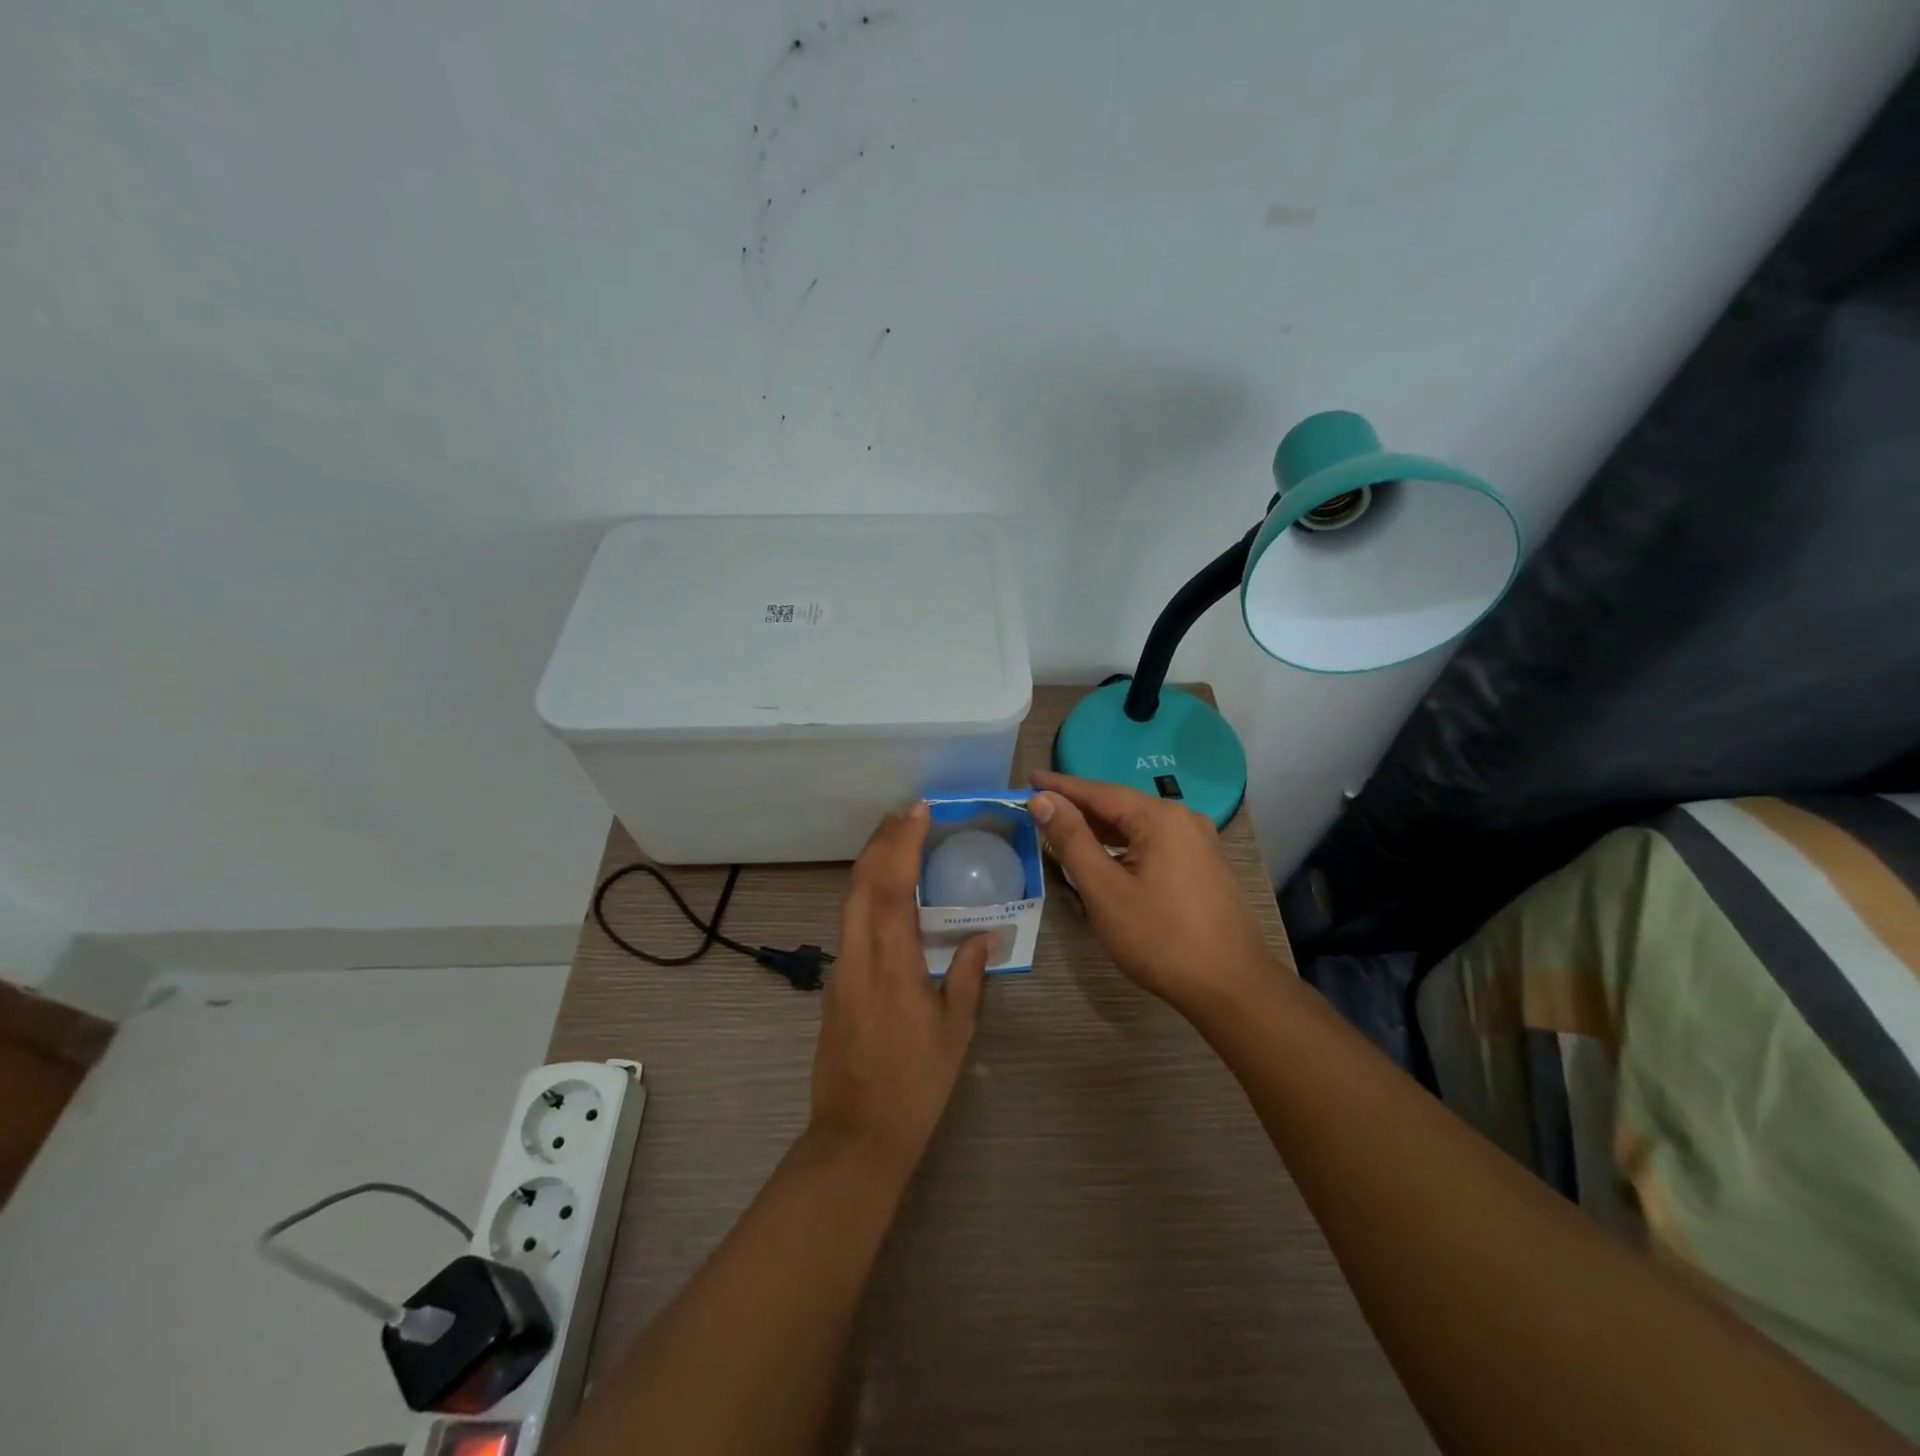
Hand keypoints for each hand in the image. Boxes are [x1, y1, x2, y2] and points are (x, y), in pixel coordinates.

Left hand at [810, 802, 989, 1178]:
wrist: (857, 1134)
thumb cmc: (916, 1083)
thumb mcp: (955, 1030)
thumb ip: (968, 975)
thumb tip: (984, 937)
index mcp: (893, 961)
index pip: (893, 885)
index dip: (903, 843)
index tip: (917, 812)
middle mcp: (859, 954)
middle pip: (862, 882)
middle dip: (881, 842)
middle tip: (904, 814)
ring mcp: (841, 967)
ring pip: (849, 900)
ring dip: (870, 863)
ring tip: (894, 840)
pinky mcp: (835, 983)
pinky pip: (848, 921)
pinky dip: (864, 892)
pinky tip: (882, 892)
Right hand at [1029, 771, 1284, 1013]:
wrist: (1231, 987)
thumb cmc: (1160, 938)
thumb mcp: (1104, 889)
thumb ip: (1071, 840)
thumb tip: (1043, 800)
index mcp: (1160, 818)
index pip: (1098, 791)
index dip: (1060, 786)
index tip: (1029, 778)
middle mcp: (1183, 820)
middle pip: (1120, 805)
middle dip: (1079, 805)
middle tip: (1040, 804)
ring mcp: (1199, 843)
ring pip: (1138, 826)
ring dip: (1101, 827)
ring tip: (1064, 827)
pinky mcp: (1204, 866)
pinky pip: (1154, 843)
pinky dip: (1123, 844)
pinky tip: (1106, 855)